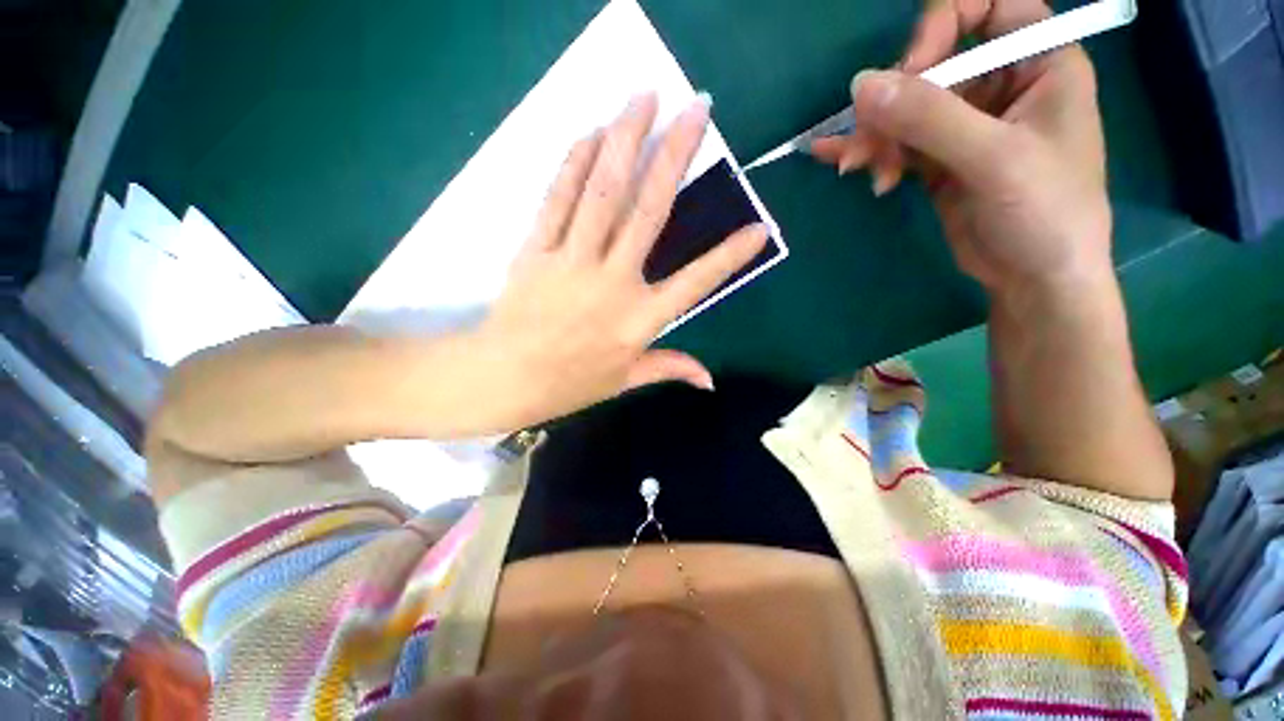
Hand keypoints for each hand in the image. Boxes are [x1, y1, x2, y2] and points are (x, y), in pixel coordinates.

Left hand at [468, 93, 767, 430]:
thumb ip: (669, 369)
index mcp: (639, 320)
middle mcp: (612, 282)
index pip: (695, 284)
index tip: (759, 229)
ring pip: (602, 191)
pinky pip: (558, 199)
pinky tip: (593, 133)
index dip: (729, 257)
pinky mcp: (536, 249)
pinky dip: (575, 163)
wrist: (505, 379)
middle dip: (675, 156)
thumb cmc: (569, 383)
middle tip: (696, 109)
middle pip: (648, 211)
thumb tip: (709, 380)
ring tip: (644, 96)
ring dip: (625, 139)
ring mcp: (572, 261)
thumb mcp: (624, 380)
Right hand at [812, 0, 1112, 299]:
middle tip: (868, 144)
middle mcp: (1001, 84)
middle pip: (935, 64)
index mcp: (1039, 63)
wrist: (1034, 279)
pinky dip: (872, 154)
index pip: (990, 6)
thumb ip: (930, 119)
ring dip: (876, 136)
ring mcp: (967, 125)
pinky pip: (898, 143)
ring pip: (908, 109)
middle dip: (895, 102)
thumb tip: (861, 86)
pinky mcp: (940, 160)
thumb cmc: (1044, 213)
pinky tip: (844, 164)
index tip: (912, 70)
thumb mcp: (994, 160)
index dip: (944, 25)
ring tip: (856, 168)